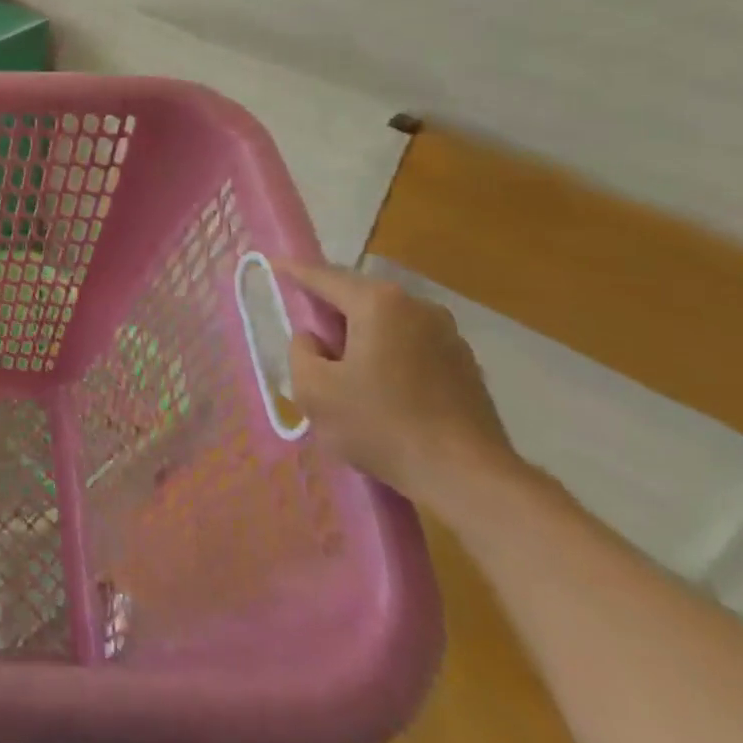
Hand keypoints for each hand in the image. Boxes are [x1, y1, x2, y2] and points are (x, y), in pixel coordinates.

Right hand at [280, 260, 521, 509]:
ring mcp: (448, 334)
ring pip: (386, 320)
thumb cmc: (381, 426)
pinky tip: (377, 383)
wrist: (469, 478)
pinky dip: (387, 351)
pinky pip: (410, 344)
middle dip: (329, 304)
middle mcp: (417, 307)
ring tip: (340, 359)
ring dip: (360, 330)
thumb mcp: (314, 390)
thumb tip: (314, 340)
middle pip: (358, 295)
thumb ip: (300, 351)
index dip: (293, 271)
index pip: (323, 276)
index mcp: (378, 304)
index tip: (273, 265)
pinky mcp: (465, 365)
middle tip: (303, 321)